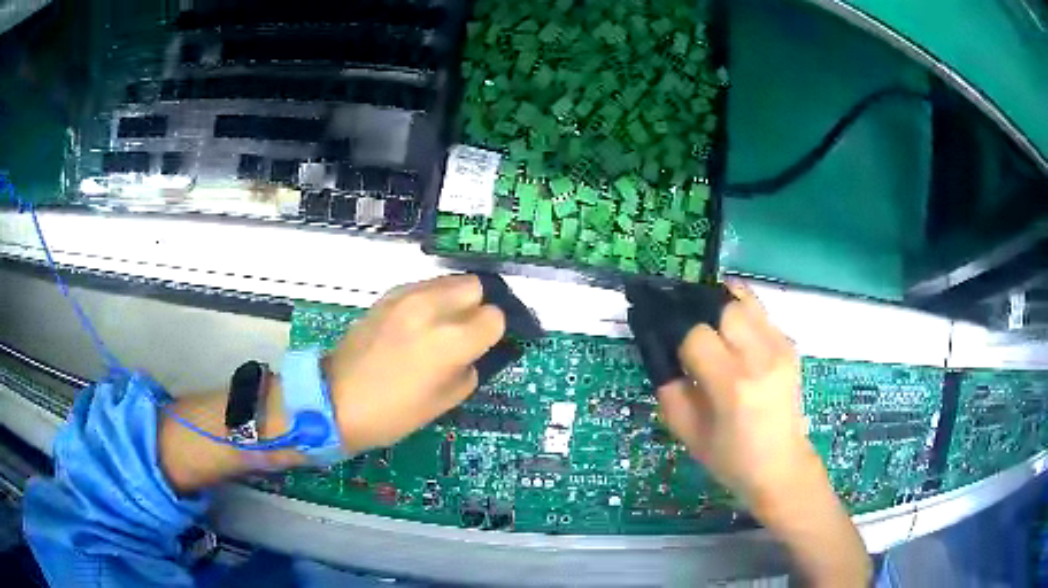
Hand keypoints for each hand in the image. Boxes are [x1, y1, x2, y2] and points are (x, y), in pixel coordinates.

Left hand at [326, 275, 504, 454]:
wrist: (336, 400)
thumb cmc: (393, 413)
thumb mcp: (445, 401)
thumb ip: (469, 368)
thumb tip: (474, 350)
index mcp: (450, 340)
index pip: (494, 316)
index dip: (491, 334)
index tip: (481, 347)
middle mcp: (432, 307)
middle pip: (475, 286)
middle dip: (477, 307)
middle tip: (464, 332)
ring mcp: (406, 297)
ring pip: (449, 281)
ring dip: (453, 300)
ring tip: (440, 327)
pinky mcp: (387, 296)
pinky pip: (423, 287)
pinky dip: (430, 300)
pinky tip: (417, 325)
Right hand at [657, 280, 817, 507]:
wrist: (781, 465)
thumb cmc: (731, 459)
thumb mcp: (687, 433)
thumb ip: (669, 389)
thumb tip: (658, 349)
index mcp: (732, 386)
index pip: (696, 336)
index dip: (675, 334)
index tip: (665, 340)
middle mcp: (760, 358)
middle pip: (722, 307)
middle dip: (698, 312)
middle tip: (684, 325)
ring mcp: (780, 348)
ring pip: (743, 301)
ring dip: (719, 304)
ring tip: (705, 320)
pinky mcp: (789, 345)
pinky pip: (759, 312)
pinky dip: (738, 313)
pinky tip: (730, 332)